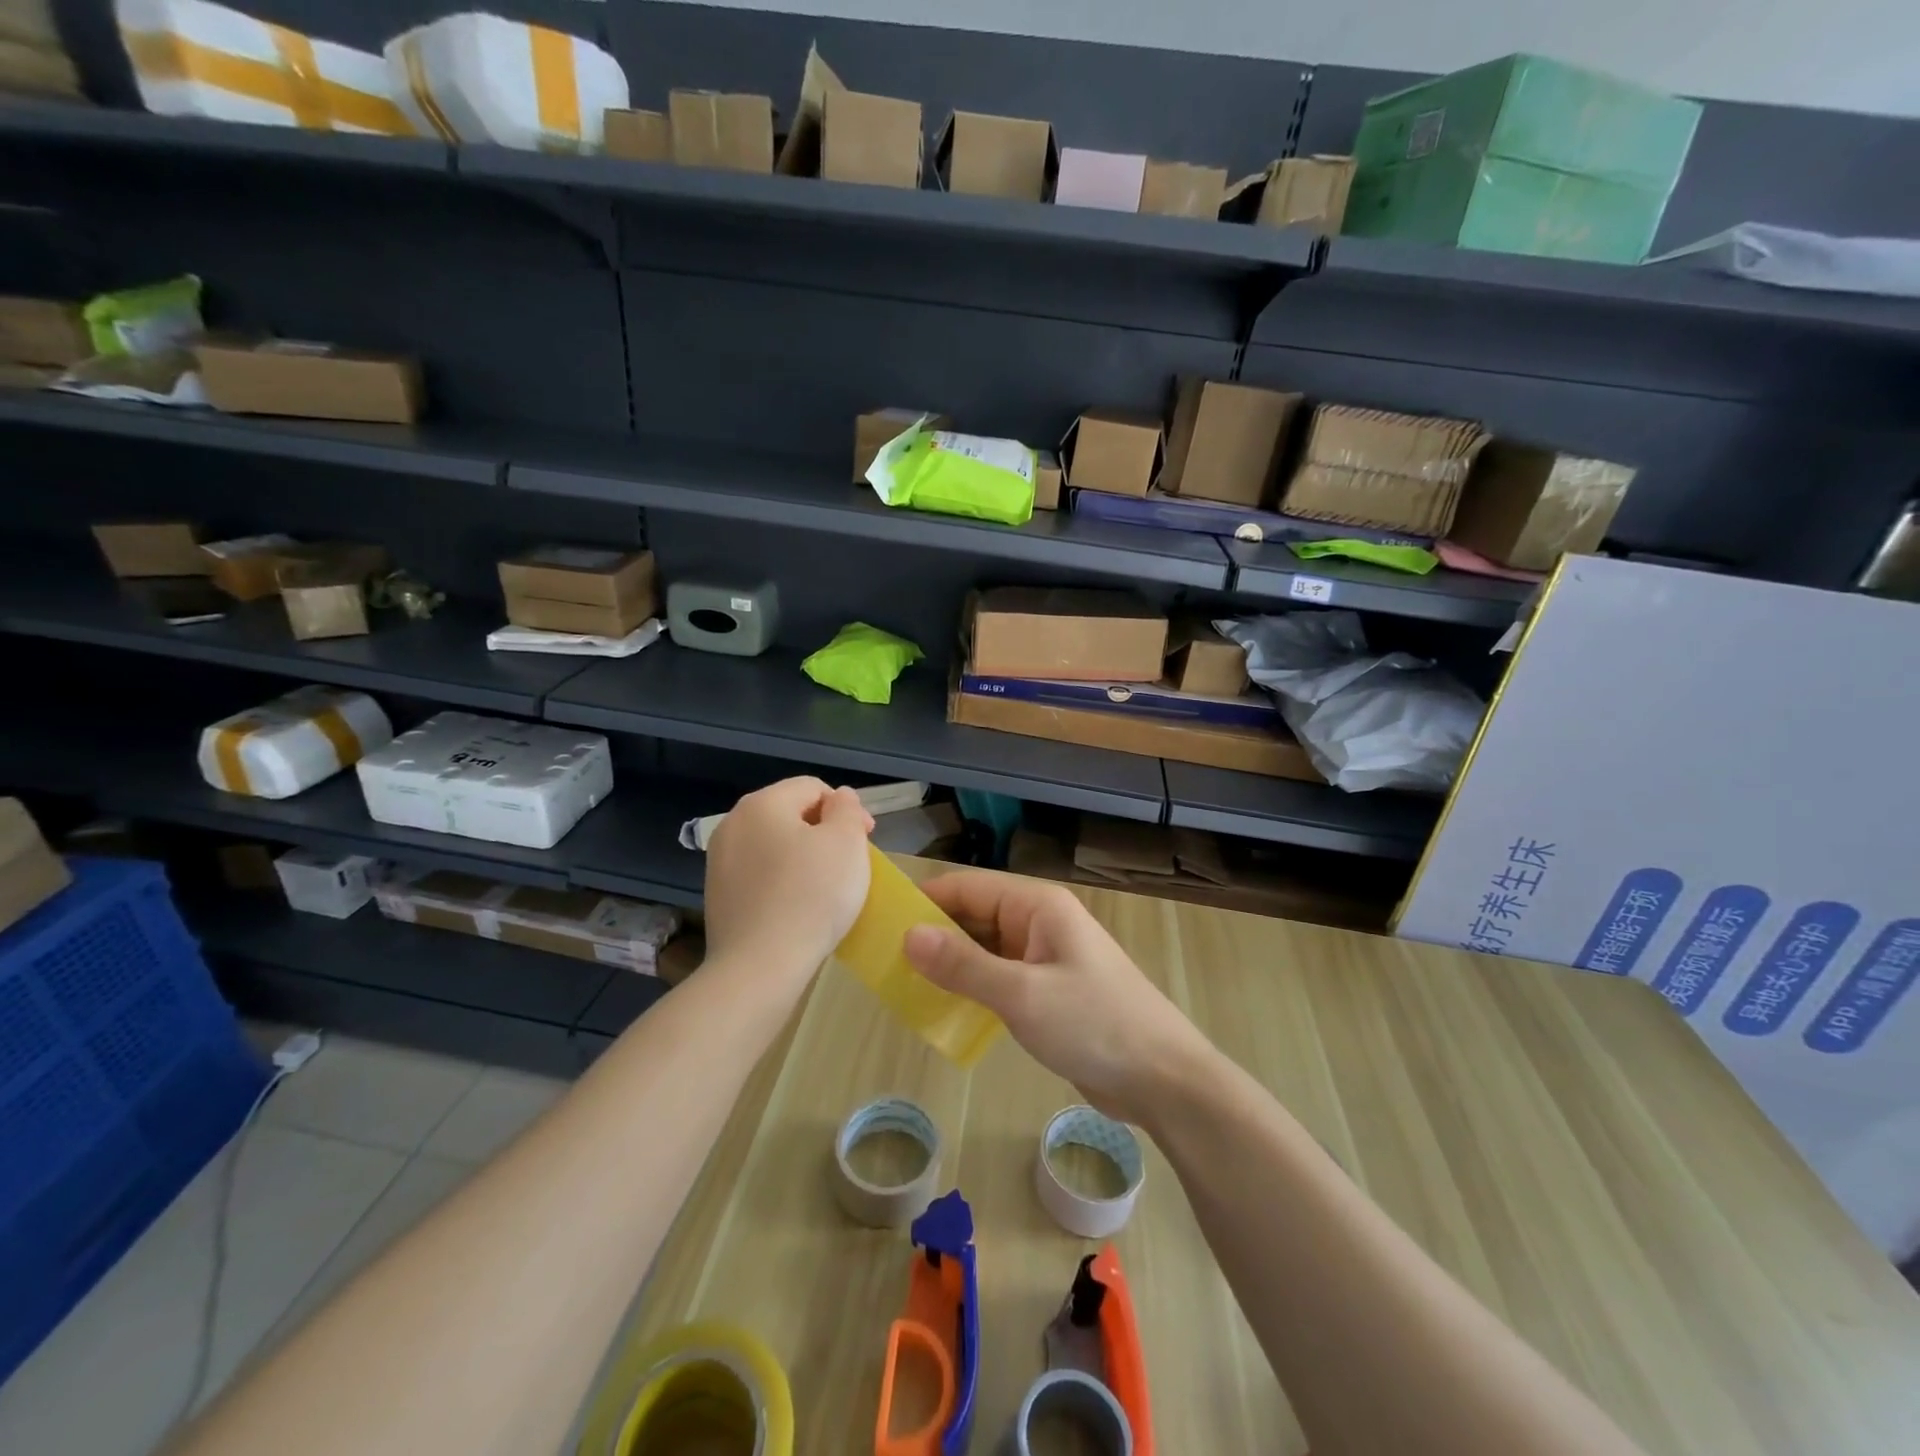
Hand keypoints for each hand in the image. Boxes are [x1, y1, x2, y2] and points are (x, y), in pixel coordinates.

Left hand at [704, 778, 872, 993]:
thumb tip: (838, 798)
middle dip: (824, 831)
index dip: (846, 809)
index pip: (813, 787)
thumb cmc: (812, 896)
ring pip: (774, 844)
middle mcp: (733, 823)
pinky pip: (760, 874)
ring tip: (826, 888)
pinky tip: (798, 907)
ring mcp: (719, 861)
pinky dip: (782, 881)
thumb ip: (847, 809)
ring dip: (803, 856)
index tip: (866, 840)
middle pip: (790, 813)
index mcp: (762, 803)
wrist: (760, 966)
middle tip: (850, 864)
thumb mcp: (846, 842)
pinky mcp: (717, 895)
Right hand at [904, 871, 1211, 1124]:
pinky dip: (972, 988)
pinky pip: (999, 978)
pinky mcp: (1048, 990)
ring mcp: (1045, 957)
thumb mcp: (1022, 994)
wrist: (1163, 1079)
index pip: (967, 888)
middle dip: (933, 936)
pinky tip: (943, 1009)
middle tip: (883, 963)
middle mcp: (1039, 922)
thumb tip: (907, 935)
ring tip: (902, 986)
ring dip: (950, 965)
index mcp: (1037, 906)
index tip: (879, 923)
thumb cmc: (1094, 1024)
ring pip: (984, 949)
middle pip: (974, 916)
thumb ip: (963, 965)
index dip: (924, 902)